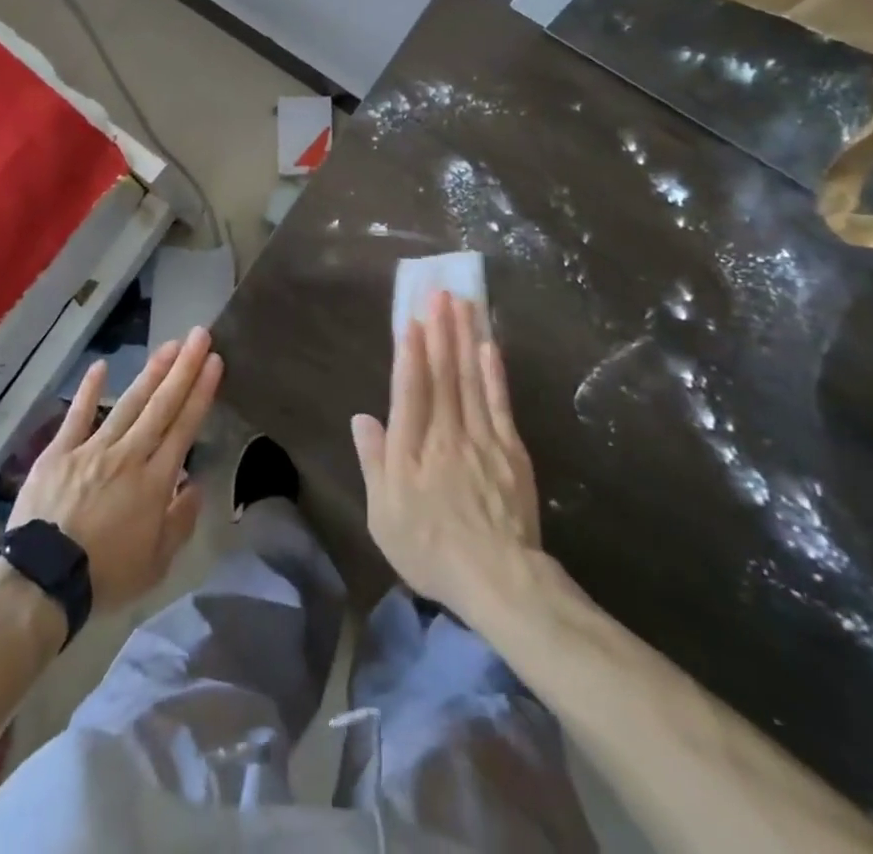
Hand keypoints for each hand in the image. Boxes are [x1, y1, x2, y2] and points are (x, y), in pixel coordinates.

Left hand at [10, 326, 222, 611]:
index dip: (201, 392)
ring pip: (128, 403)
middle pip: (161, 405)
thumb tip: (195, 485)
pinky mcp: (60, 451)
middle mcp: (129, 455)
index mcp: (154, 481)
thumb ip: (180, 521)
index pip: (184, 427)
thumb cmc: (104, 576)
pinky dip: (88, 390)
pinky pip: (77, 415)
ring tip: (169, 345)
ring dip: (151, 372)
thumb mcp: (156, 564)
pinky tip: (101, 365)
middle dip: (184, 368)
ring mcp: (93, 448)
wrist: (43, 580)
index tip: (215, 361)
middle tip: (200, 335)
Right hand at [351, 290, 541, 615]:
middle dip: (441, 330)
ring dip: (465, 338)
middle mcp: (447, 433)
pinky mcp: (511, 450)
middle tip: (440, 292)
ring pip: (471, 379)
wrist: (498, 579)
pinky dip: (495, 373)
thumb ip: (373, 462)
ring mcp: (482, 438)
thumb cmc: (431, 549)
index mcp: (412, 449)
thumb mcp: (384, 515)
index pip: (411, 389)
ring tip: (463, 304)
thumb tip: (361, 417)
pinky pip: (500, 403)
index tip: (413, 317)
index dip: (411, 352)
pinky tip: (490, 346)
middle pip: (443, 374)